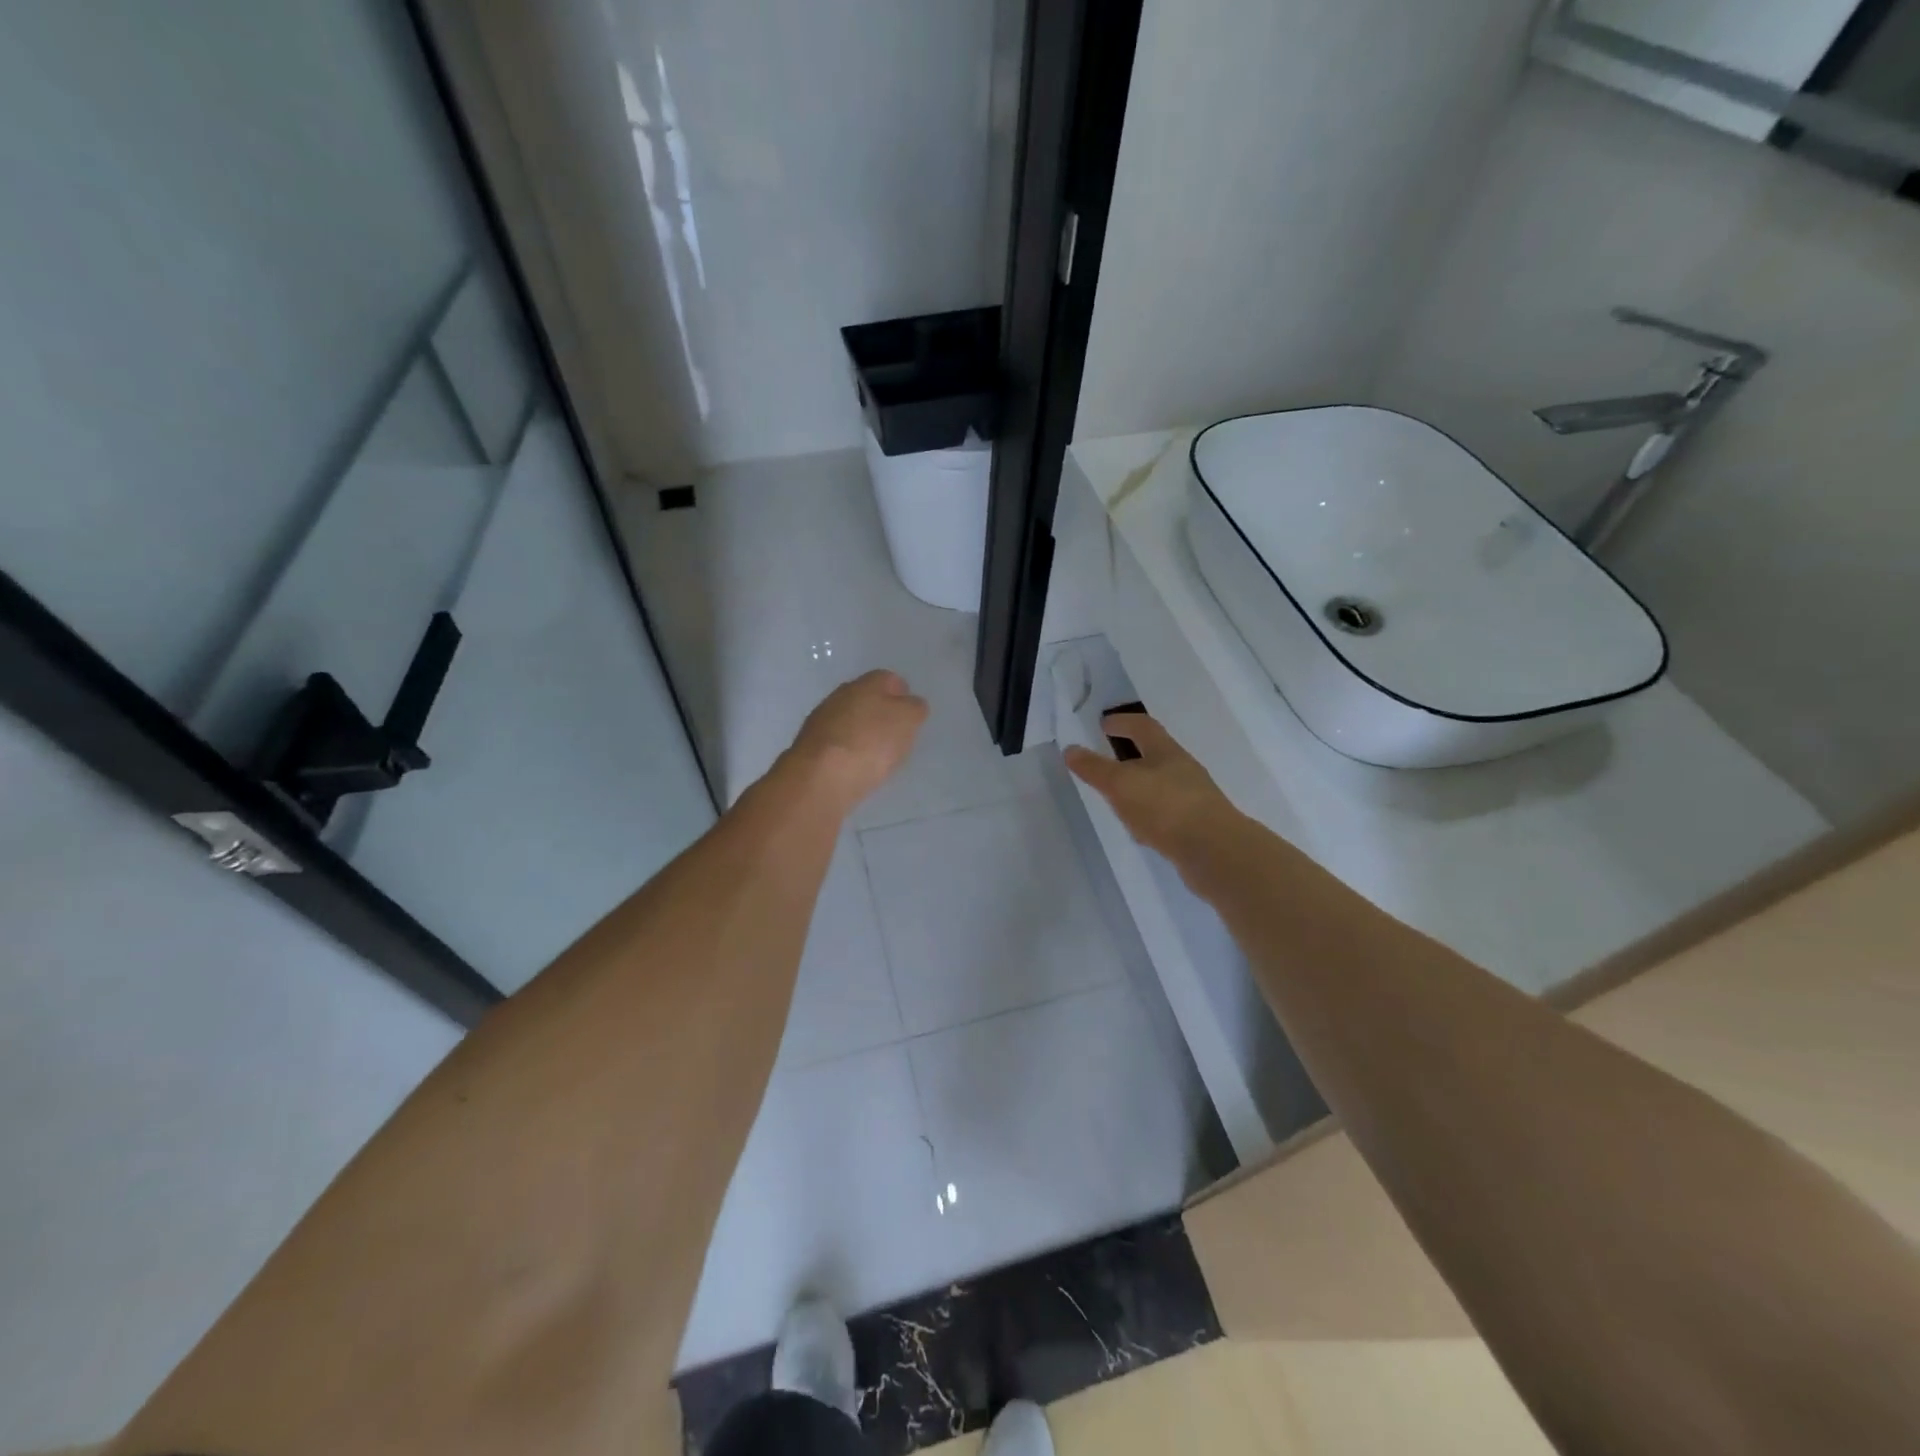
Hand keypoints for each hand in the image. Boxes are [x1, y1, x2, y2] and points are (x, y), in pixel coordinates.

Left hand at [789, 670, 928, 811]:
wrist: (821, 777)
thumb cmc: (871, 742)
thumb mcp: (907, 721)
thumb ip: (914, 709)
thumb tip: (911, 705)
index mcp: (866, 683)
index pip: (888, 678)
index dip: (902, 693)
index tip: (911, 712)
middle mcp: (840, 695)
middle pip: (866, 698)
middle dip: (880, 712)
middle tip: (896, 733)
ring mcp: (821, 721)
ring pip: (849, 720)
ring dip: (862, 731)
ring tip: (878, 754)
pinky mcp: (810, 747)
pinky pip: (837, 743)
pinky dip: (848, 750)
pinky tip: (856, 766)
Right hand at [1064, 713, 1241, 862]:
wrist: (1215, 852)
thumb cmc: (1165, 807)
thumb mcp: (1121, 784)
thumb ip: (1095, 768)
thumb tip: (1071, 749)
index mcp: (1167, 752)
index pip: (1143, 727)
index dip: (1123, 722)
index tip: (1104, 724)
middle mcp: (1183, 771)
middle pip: (1155, 756)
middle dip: (1130, 757)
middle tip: (1106, 762)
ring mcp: (1193, 800)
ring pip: (1160, 787)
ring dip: (1139, 789)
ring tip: (1117, 800)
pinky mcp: (1196, 828)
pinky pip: (1166, 815)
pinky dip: (1149, 817)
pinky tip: (1140, 832)